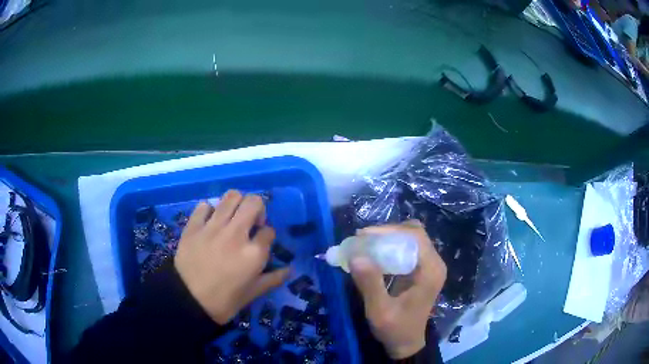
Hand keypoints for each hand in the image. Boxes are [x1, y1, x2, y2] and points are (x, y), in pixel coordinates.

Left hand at [174, 190, 288, 324]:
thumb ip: (273, 279)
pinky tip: (210, 221)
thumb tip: (289, 269)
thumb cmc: (224, 301)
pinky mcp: (194, 226)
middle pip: (253, 202)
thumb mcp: (253, 293)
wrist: (188, 301)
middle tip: (251, 222)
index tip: (261, 243)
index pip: (269, 231)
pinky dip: (210, 210)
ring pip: (231, 196)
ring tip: (232, 217)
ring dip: (237, 203)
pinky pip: (204, 206)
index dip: (267, 236)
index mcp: (253, 253)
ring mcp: (213, 227)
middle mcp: (236, 234)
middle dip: (258, 209)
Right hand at [350, 221, 446, 358]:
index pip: (415, 236)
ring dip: (386, 238)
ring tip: (364, 246)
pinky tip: (373, 255)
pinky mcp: (420, 269)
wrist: (406, 343)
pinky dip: (388, 247)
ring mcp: (428, 266)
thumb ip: (370, 284)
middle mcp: (434, 263)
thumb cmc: (396, 329)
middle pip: (413, 233)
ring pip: (409, 239)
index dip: (389, 230)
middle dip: (386, 233)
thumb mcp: (379, 311)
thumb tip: (355, 256)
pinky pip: (406, 249)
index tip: (363, 236)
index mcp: (431, 271)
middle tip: (361, 240)